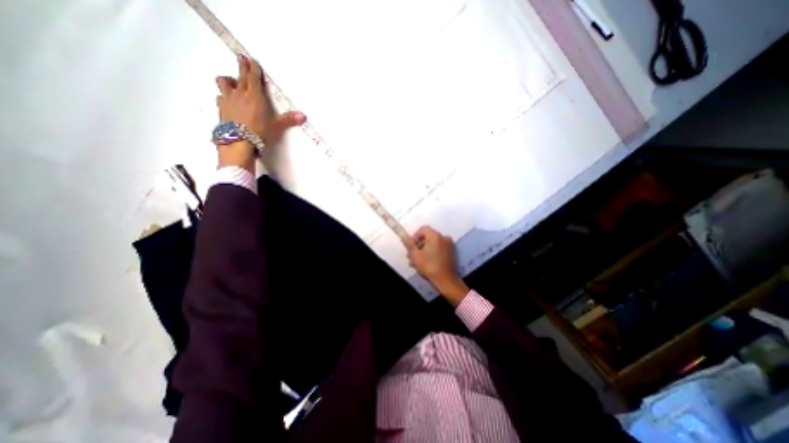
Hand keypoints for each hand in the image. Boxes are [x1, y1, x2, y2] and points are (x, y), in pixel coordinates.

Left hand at [215, 53, 305, 171]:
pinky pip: (220, 97)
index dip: (253, 68)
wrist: (238, 142)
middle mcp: (239, 94)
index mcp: (254, 96)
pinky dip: (223, 96)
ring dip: (228, 80)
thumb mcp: (276, 126)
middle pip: (239, 76)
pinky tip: (227, 101)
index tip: (251, 59)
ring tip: (232, 83)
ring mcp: (227, 100)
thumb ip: (289, 120)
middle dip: (241, 67)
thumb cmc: (259, 132)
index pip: (253, 77)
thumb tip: (304, 116)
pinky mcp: (220, 109)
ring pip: (224, 83)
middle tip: (241, 59)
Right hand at [407, 226, 467, 306]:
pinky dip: (432, 253)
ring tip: (416, 262)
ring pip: (433, 245)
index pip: (423, 229)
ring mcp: (449, 245)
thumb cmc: (429, 266)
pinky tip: (426, 263)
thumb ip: (409, 244)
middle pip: (428, 237)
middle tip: (411, 256)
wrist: (446, 280)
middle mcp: (444, 238)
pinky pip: (439, 249)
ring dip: (424, 251)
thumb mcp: (415, 255)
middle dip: (418, 246)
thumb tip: (402, 235)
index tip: (410, 247)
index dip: (415, 237)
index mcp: (435, 236)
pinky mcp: (452, 253)